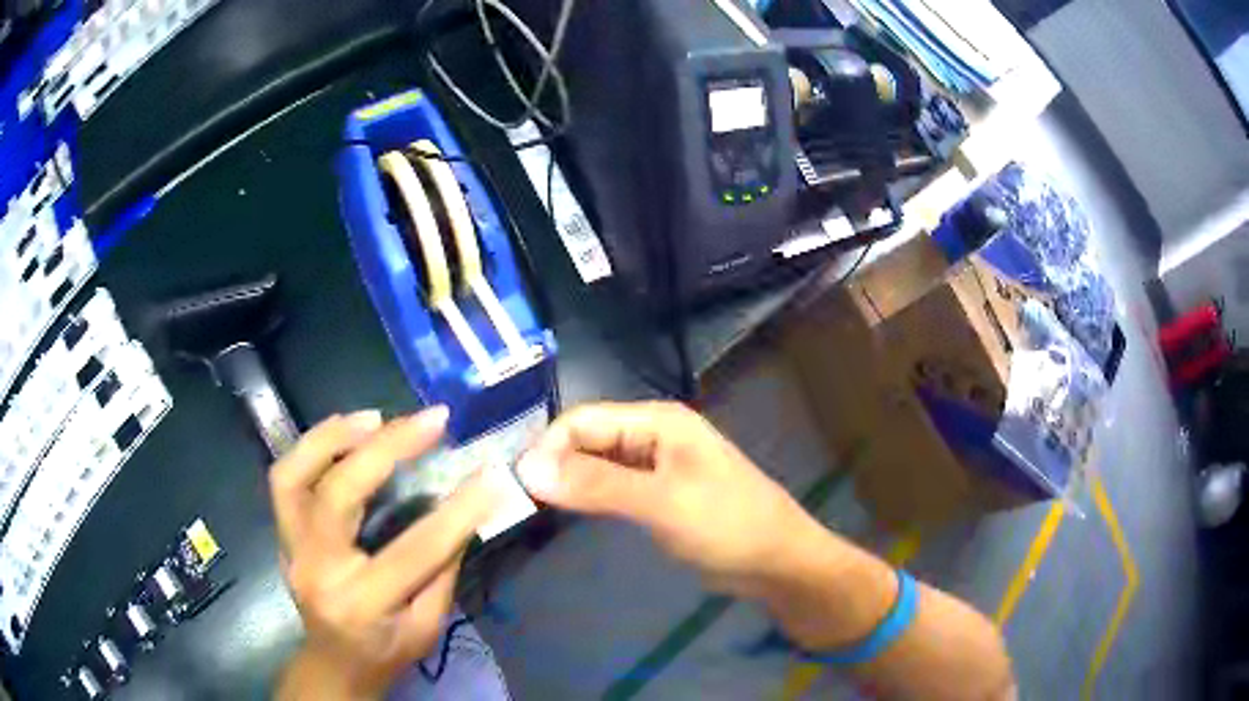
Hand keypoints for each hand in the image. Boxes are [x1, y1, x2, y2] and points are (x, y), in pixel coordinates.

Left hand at [270, 407, 500, 697]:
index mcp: (361, 604)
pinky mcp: (282, 533)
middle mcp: (317, 569)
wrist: (334, 664)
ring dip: (334, 436)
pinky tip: (344, 432)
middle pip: (339, 494)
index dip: (457, 511)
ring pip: (294, 475)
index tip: (489, 476)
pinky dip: (312, 447)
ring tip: (375, 417)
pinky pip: (285, 478)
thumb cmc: (385, 652)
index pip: (413, 550)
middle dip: (387, 449)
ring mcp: (291, 548)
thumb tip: (465, 510)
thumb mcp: (427, 626)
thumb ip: (443, 570)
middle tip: (429, 421)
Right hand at [516, 401, 822, 595]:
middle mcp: (653, 435)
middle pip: (587, 438)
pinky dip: (589, 496)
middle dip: (554, 464)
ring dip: (569, 481)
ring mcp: (656, 466)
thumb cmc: (727, 525)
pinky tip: (571, 513)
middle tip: (521, 502)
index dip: (547, 448)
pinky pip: (612, 486)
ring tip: (535, 509)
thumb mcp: (661, 503)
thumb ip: (597, 484)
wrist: (777, 562)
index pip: (582, 421)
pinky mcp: (658, 495)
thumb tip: (527, 468)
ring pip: (597, 463)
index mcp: (657, 421)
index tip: (519, 487)